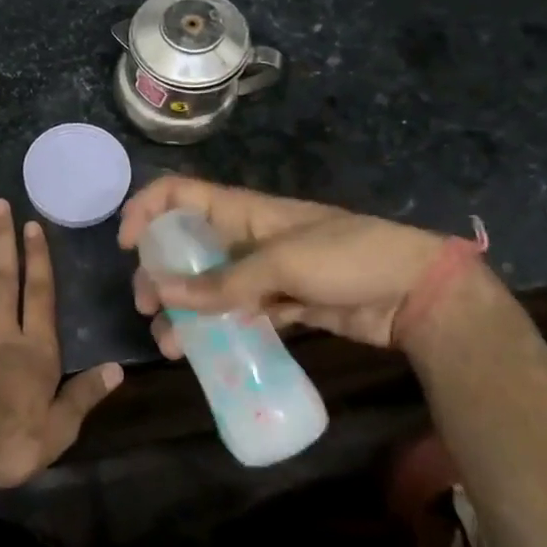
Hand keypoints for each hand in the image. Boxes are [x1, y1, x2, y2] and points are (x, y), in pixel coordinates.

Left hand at [0, 199, 123, 488]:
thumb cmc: (9, 441)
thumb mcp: (59, 429)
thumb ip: (85, 395)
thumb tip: (118, 369)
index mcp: (35, 351)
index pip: (39, 295)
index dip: (38, 259)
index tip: (31, 225)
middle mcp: (1, 334)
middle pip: (3, 280)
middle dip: (2, 241)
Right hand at [117, 176, 451, 352]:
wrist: (418, 294)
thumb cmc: (348, 257)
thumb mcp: (282, 264)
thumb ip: (221, 282)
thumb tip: (161, 289)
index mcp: (244, 211)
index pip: (181, 194)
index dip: (148, 209)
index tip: (128, 244)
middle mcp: (248, 237)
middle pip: (188, 246)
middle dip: (160, 271)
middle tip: (147, 304)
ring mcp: (265, 273)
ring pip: (210, 286)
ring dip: (184, 309)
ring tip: (168, 343)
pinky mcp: (284, 305)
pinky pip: (238, 314)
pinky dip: (218, 330)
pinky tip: (202, 352)